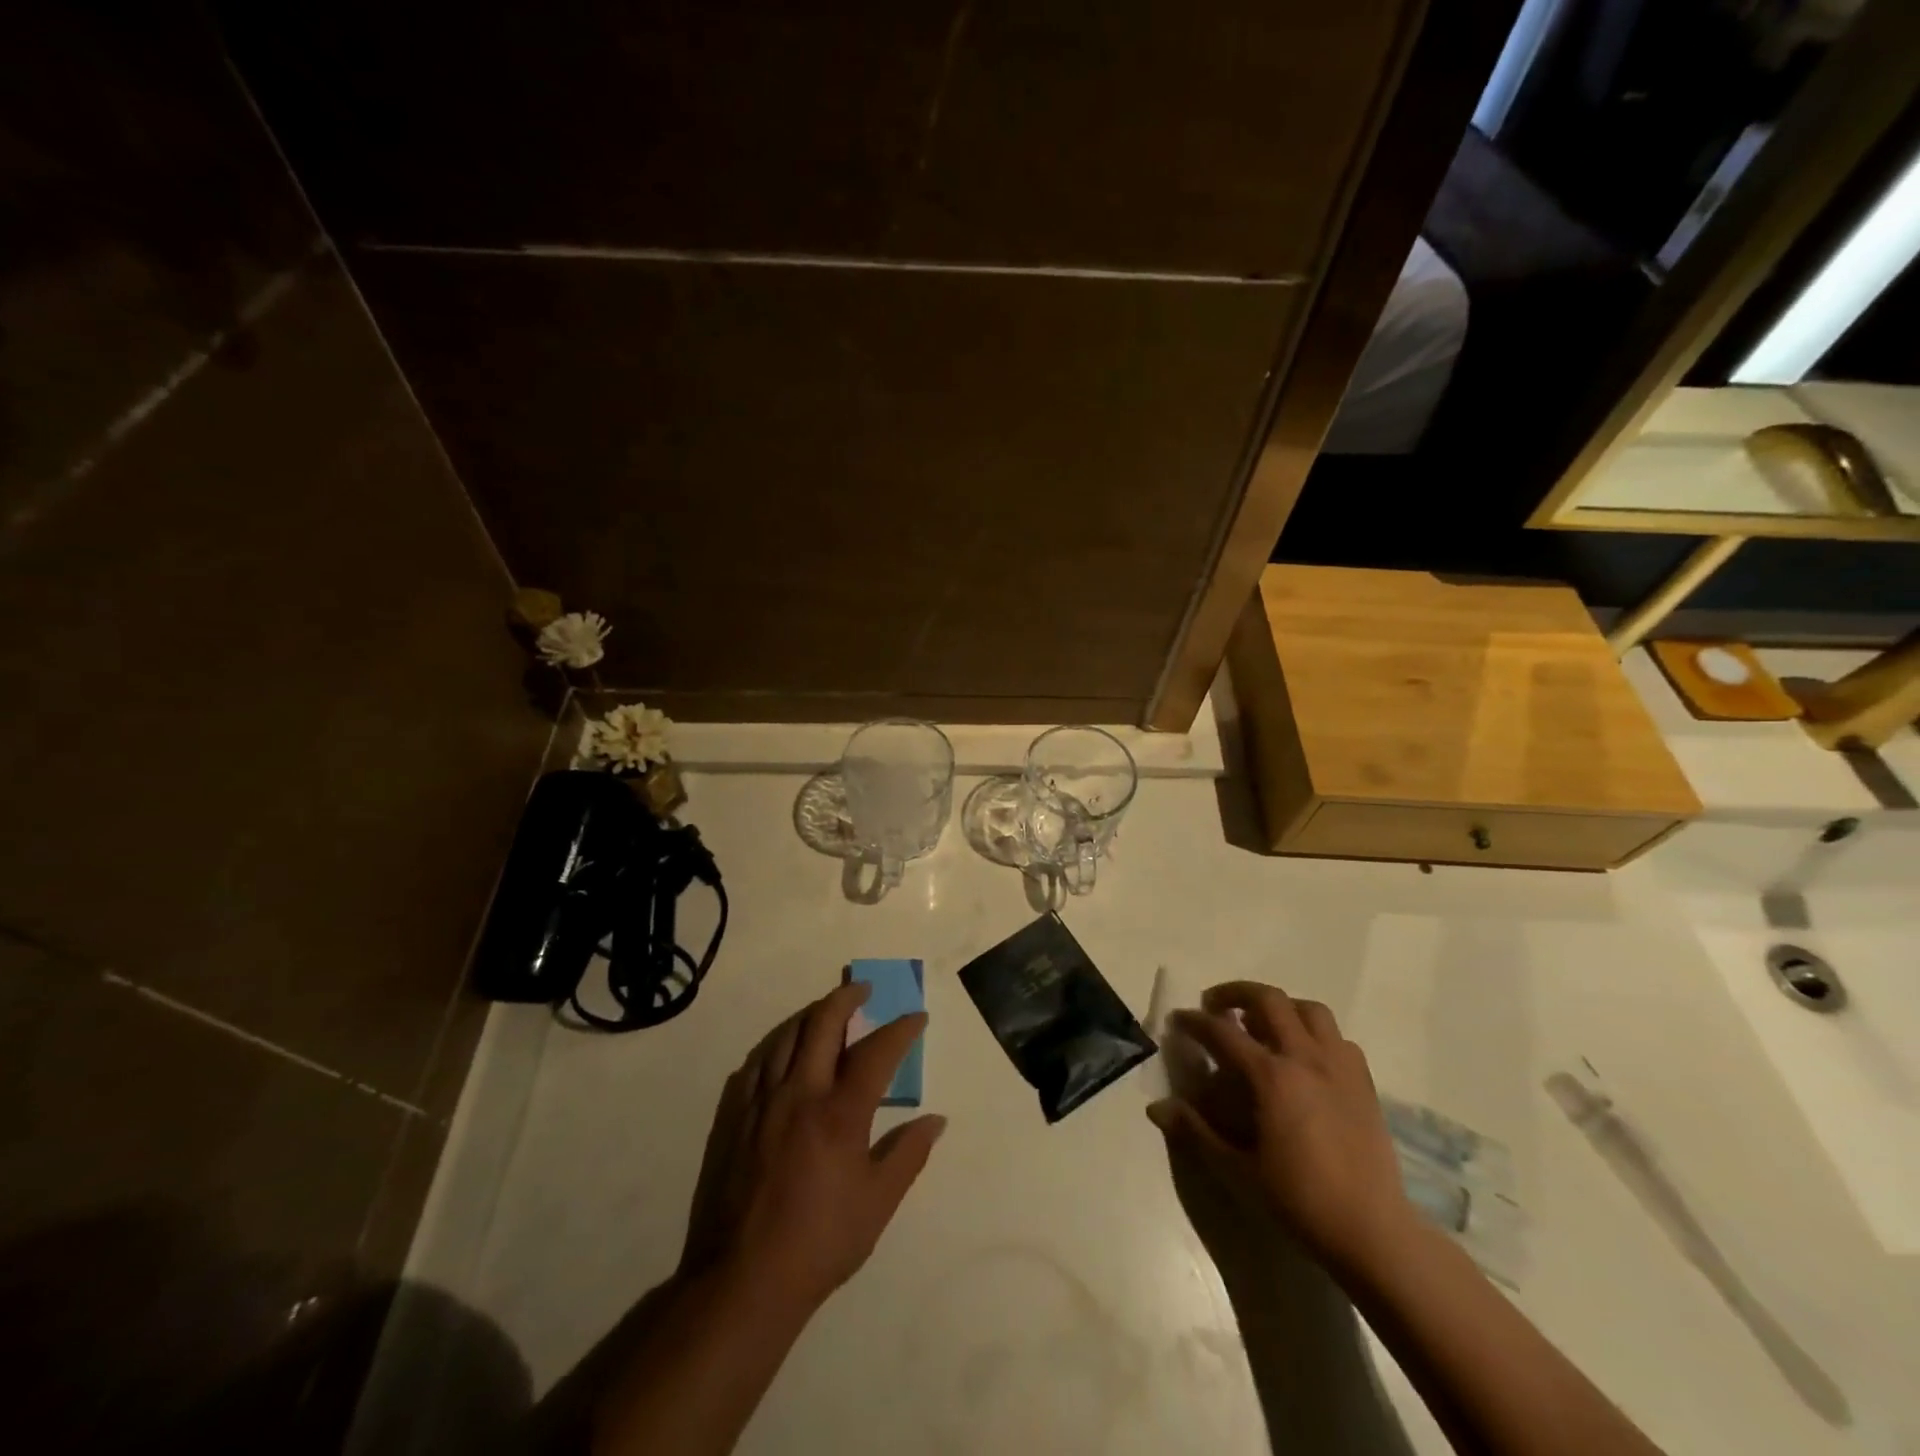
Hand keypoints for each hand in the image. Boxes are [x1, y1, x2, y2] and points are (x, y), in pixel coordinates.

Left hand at [679, 982, 945, 1317]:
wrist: (744, 1280)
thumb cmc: (820, 1242)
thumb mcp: (878, 1203)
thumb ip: (908, 1155)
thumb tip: (935, 1121)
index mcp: (839, 1114)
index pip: (876, 1053)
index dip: (900, 1030)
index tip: (915, 1017)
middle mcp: (799, 1094)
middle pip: (822, 1024)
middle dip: (845, 998)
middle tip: (862, 989)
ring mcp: (762, 1103)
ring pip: (785, 1036)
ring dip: (810, 1016)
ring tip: (825, 1012)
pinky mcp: (734, 1118)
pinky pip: (756, 1064)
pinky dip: (776, 1046)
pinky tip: (782, 1052)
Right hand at [1149, 981, 1413, 1273]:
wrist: (1372, 1231)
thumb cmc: (1299, 1200)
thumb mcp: (1238, 1170)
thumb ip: (1196, 1132)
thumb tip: (1156, 1108)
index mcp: (1271, 1076)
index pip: (1222, 1032)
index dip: (1195, 1021)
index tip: (1179, 1019)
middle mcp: (1305, 1058)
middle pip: (1269, 1000)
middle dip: (1236, 993)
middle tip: (1217, 1006)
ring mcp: (1339, 1066)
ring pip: (1309, 1010)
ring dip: (1281, 1006)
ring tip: (1263, 1022)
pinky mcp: (1364, 1083)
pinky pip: (1338, 1038)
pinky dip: (1315, 1034)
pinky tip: (1305, 1056)